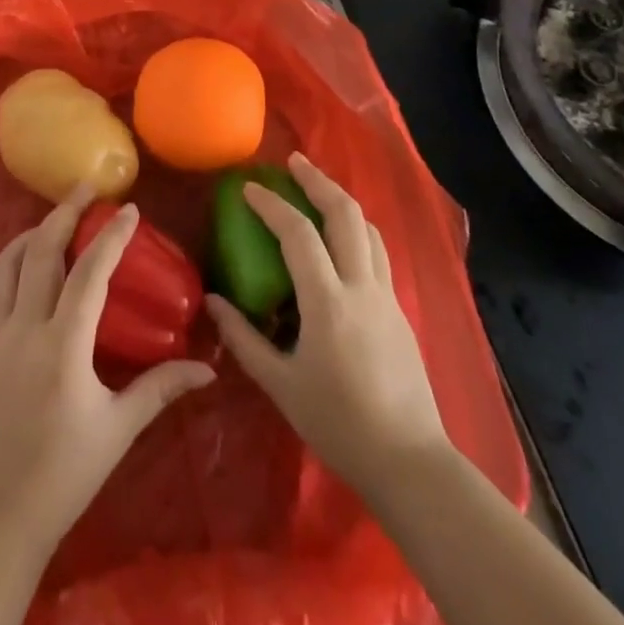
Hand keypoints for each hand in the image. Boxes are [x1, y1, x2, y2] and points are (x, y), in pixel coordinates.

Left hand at [0, 196, 215, 558]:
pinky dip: (8, 263)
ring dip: (33, 233)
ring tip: (56, 219)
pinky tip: (23, 263)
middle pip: (41, 252)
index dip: (109, 237)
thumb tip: (208, 366)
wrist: (0, 512)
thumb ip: (161, 388)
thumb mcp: (119, 428)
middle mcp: (23, 330)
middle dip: (64, 212)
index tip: (128, 209)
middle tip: (86, 188)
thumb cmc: (66, 472)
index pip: (88, 274)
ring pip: (7, 263)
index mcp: (62, 348)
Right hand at [206, 153, 448, 499]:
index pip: (298, 234)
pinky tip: (341, 241)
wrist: (409, 461)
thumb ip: (244, 339)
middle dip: (318, 181)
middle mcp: (362, 287)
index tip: (249, 187)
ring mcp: (386, 296)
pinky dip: (356, 230)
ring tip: (318, 190)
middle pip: (346, 214)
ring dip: (342, 201)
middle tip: (293, 163)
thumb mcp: (281, 385)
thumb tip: (214, 302)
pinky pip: (377, 253)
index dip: (272, 204)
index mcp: (329, 303)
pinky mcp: (400, 310)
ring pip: (369, 229)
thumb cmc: (338, 424)